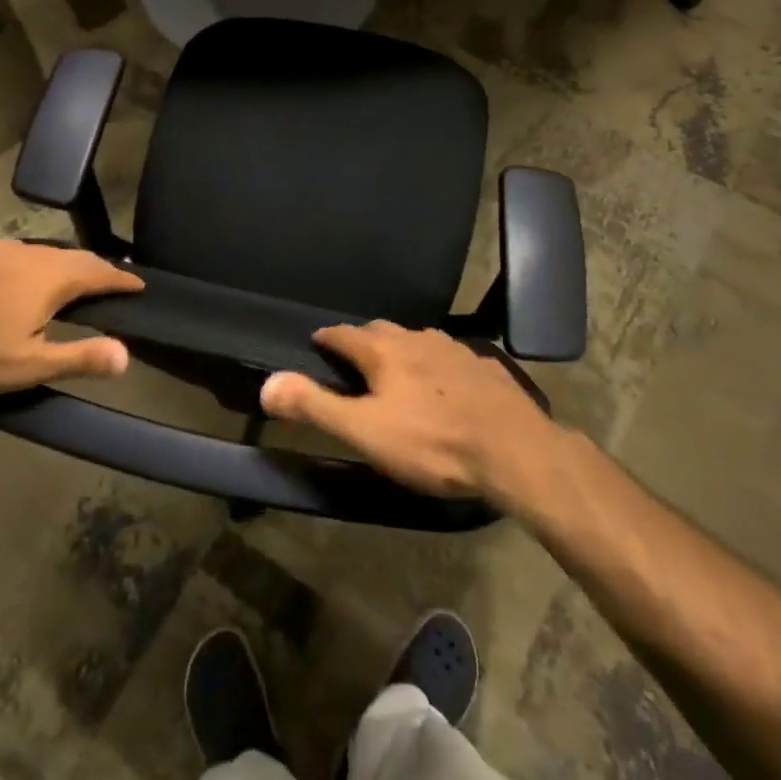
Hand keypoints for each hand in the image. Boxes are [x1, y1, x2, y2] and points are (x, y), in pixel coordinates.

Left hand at [0, 239, 143, 396]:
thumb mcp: (30, 365)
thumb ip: (80, 357)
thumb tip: (127, 355)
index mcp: (51, 277)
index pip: (99, 272)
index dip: (121, 279)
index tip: (139, 284)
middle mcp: (30, 253)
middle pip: (74, 256)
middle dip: (96, 269)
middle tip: (110, 281)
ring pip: (42, 252)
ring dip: (63, 264)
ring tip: (69, 278)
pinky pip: (14, 253)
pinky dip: (31, 264)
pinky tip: (18, 277)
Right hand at [260, 320, 569, 507]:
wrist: (513, 449)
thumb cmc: (431, 442)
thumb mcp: (365, 432)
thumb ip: (315, 406)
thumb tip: (267, 383)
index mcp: (384, 352)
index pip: (344, 334)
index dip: (327, 338)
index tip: (317, 342)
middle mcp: (417, 339)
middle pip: (381, 331)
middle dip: (363, 340)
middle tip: (352, 358)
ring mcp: (454, 350)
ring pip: (418, 341)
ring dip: (400, 349)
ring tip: (395, 368)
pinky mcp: (484, 366)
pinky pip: (450, 356)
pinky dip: (435, 364)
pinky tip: (443, 382)